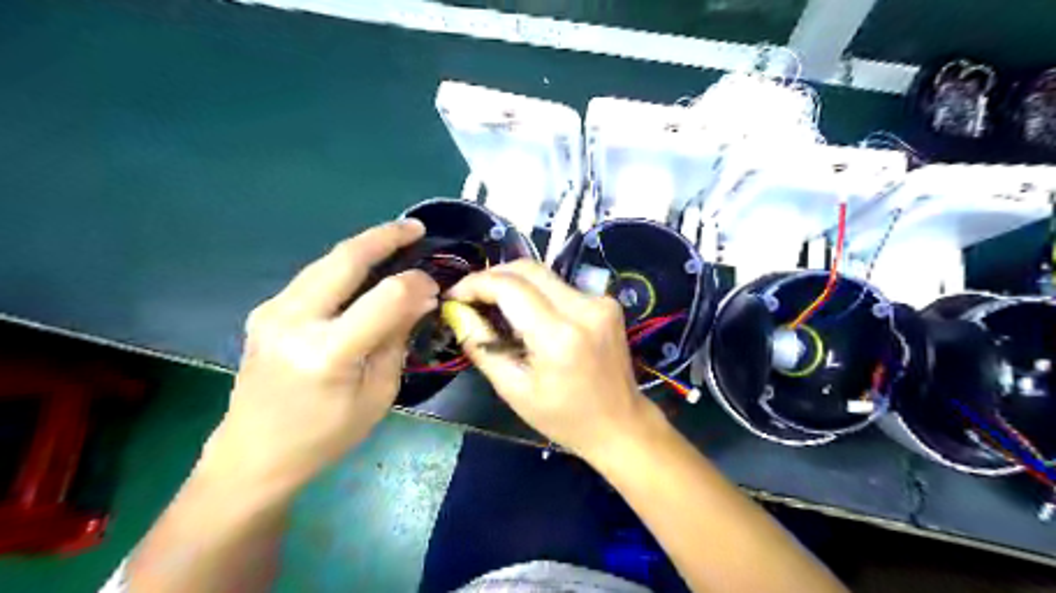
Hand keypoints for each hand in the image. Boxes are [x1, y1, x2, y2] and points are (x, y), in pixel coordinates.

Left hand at [198, 219, 437, 488]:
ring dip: (363, 247)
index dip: (415, 283)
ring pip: (326, 261)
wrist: (252, 455)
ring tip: (395, 241)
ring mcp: (272, 311)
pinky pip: (313, 277)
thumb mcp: (378, 394)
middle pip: (345, 259)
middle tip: (415, 228)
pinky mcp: (265, 311)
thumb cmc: (325, 436)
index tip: (434, 286)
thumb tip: (420, 296)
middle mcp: (294, 321)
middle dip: (385, 237)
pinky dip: (344, 267)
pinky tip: (363, 271)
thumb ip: (397, 338)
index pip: (385, 297)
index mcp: (327, 352)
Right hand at [444, 262, 653, 460]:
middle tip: (471, 296)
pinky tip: (527, 314)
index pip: (509, 287)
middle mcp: (583, 308)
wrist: (621, 423)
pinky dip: (537, 293)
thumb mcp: (514, 391)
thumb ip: (482, 347)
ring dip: (514, 283)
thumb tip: (458, 314)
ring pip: (544, 275)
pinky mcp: (607, 302)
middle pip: (528, 269)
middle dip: (492, 276)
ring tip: (493, 305)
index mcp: (559, 336)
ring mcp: (600, 302)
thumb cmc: (564, 418)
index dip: (476, 284)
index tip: (455, 296)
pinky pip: (561, 287)